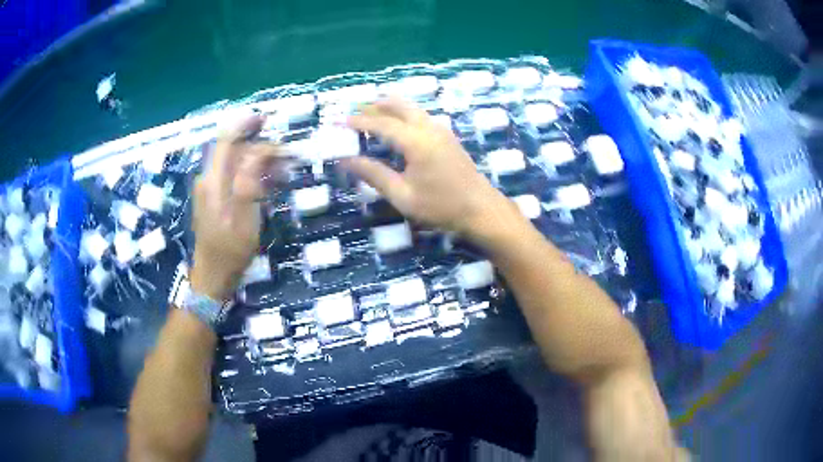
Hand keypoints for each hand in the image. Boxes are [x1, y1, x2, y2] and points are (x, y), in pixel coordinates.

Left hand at [190, 114, 283, 300]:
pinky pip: (233, 177)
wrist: (212, 276)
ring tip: (283, 172)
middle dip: (260, 147)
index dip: (245, 124)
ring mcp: (209, 189)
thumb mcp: (245, 219)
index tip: (267, 120)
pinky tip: (268, 185)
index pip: (227, 141)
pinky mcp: (213, 198)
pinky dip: (252, 175)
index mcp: (213, 181)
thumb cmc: (230, 251)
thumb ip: (249, 182)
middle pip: (233, 150)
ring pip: (235, 164)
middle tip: (287, 156)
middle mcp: (208, 179)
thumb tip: (259, 151)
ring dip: (259, 163)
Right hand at [344, 98, 512, 237]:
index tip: (339, 122)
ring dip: (389, 107)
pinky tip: (396, 124)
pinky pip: (420, 115)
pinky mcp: (447, 136)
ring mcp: (441, 130)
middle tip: (354, 111)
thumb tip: (346, 161)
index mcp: (416, 141)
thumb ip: (374, 175)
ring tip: (370, 113)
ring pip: (411, 108)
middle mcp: (428, 128)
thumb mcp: (402, 195)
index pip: (381, 123)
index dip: (358, 121)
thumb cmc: (441, 206)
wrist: (481, 210)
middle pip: (398, 106)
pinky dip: (403, 113)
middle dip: (374, 106)